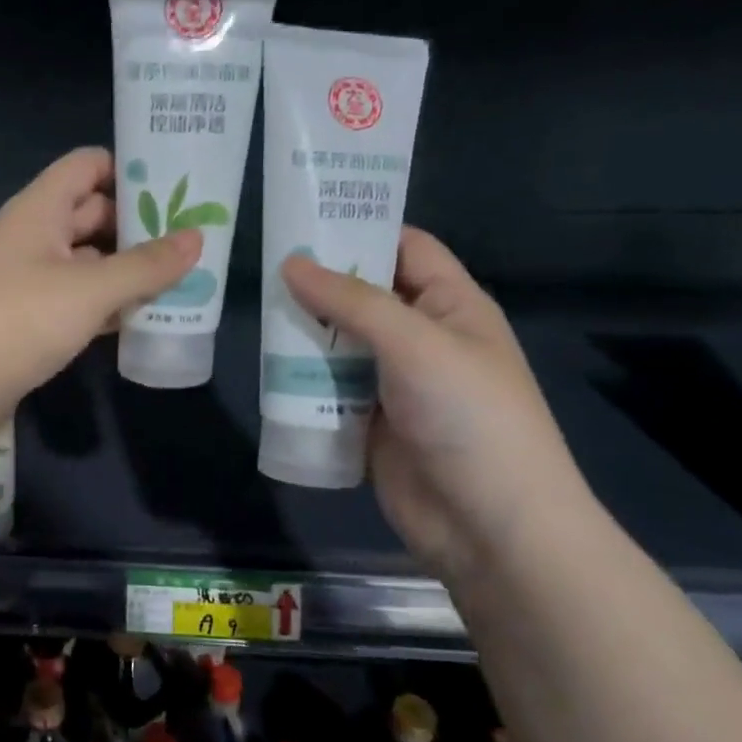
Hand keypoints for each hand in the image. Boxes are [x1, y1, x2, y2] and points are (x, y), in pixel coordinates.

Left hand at [0, 148, 200, 411]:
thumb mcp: (92, 290)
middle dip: (137, 224)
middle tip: (189, 238)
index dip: (129, 169)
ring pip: (86, 257)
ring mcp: (27, 274)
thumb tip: (197, 238)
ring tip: (178, 278)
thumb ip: (146, 265)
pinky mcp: (28, 311)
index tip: (175, 186)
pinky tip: (141, 315)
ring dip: (125, 267)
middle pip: (91, 211)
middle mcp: (31, 233)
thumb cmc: (24, 320)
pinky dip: (105, 299)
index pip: (87, 165)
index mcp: (39, 209)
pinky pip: (75, 292)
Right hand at [281, 229, 597, 581]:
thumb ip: (351, 302)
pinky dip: (300, 378)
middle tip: (260, 263)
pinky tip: (265, 367)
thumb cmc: (469, 417)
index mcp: (451, 306)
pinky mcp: (367, 421)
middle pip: (362, 296)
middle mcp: (421, 338)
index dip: (360, 228)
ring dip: (303, 332)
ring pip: (338, 343)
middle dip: (317, 282)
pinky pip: (327, 388)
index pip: (404, 248)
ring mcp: (393, 383)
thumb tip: (290, 263)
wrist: (487, 525)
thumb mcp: (415, 344)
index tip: (302, 217)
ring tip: (254, 311)